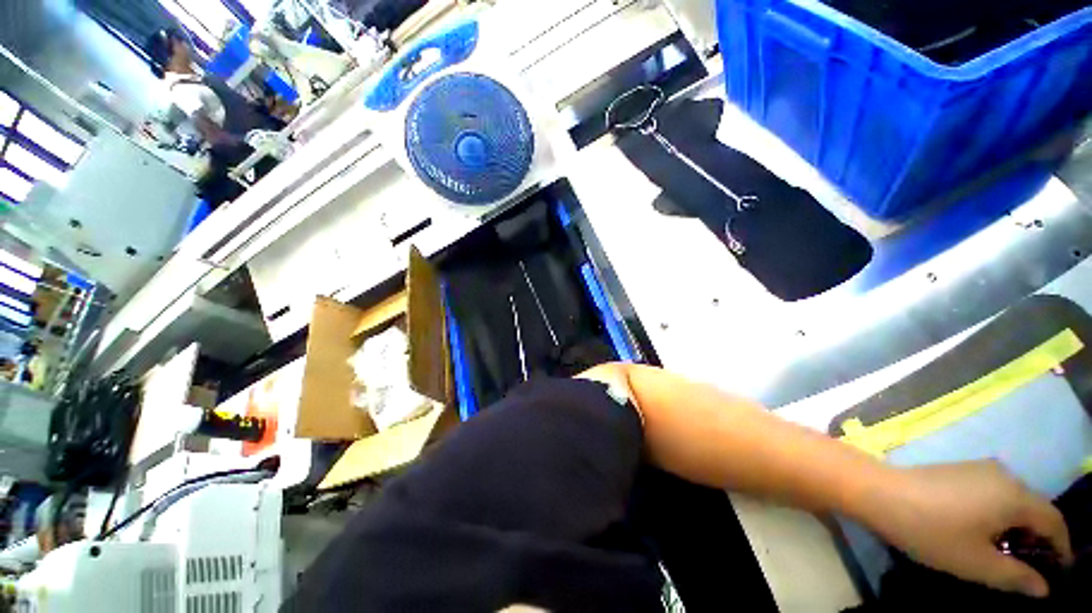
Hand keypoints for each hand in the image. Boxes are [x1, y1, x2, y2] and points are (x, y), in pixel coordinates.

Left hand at [868, 461, 1072, 597]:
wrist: (878, 492)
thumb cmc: (931, 530)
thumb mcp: (978, 564)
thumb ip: (1016, 576)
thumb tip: (1043, 587)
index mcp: (1016, 495)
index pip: (1055, 521)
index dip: (1061, 549)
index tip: (1058, 574)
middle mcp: (1004, 475)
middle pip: (1035, 509)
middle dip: (1038, 540)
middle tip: (1029, 570)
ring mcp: (979, 469)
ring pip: (1013, 502)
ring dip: (1016, 528)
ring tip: (1005, 556)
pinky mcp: (958, 470)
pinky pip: (993, 494)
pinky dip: (998, 516)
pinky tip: (982, 534)